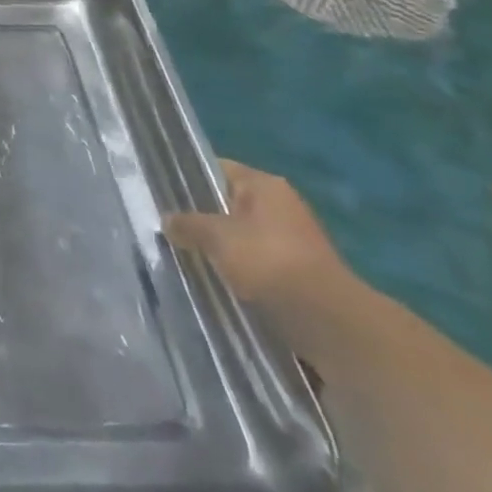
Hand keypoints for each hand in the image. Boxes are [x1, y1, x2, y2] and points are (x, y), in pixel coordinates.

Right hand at [164, 160, 354, 315]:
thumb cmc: (268, 261)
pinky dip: (237, 270)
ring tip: (187, 256)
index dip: (189, 179)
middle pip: (228, 204)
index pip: (217, 169)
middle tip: (170, 229)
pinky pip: (256, 263)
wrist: (328, 321)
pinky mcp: (297, 274)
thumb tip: (167, 220)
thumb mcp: (216, 237)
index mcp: (264, 185)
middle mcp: (281, 205)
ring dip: (220, 247)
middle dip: (202, 218)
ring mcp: (292, 241)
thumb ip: (187, 224)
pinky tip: (215, 280)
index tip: (163, 194)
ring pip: (241, 236)